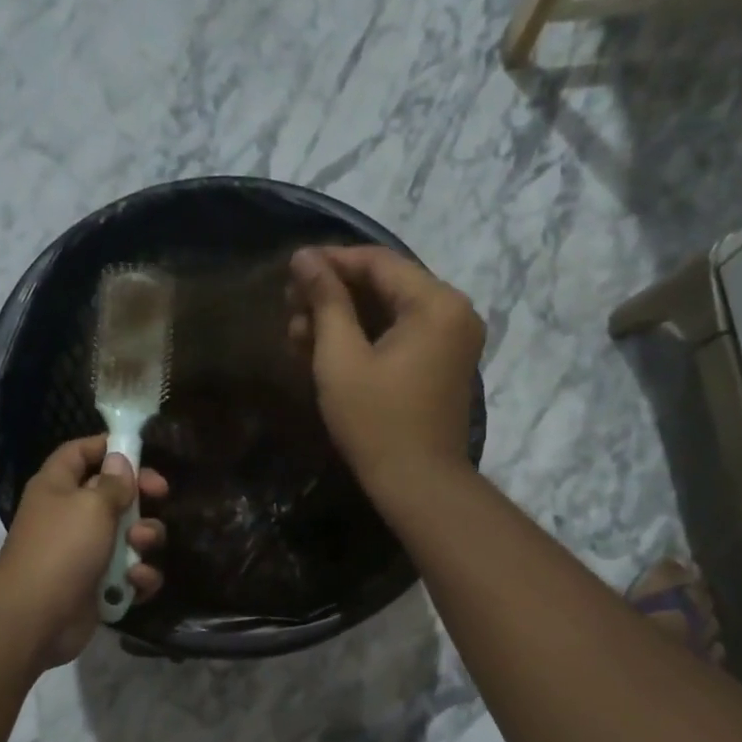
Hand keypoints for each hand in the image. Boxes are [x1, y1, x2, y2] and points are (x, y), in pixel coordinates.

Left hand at [0, 435, 167, 667]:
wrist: (36, 618)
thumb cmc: (61, 549)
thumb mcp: (91, 505)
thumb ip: (113, 483)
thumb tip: (120, 461)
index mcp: (58, 487)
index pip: (79, 452)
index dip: (107, 446)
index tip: (140, 450)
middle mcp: (70, 516)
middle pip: (113, 494)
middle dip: (140, 496)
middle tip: (161, 495)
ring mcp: (85, 553)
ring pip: (129, 535)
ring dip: (144, 538)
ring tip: (140, 546)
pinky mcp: (99, 586)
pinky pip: (130, 573)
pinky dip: (138, 576)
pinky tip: (136, 581)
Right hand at [288, 245, 483, 490]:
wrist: (417, 484)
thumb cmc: (375, 421)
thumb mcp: (341, 358)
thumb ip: (325, 301)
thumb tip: (305, 257)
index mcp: (436, 303)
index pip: (377, 262)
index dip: (330, 261)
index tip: (290, 270)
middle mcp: (452, 312)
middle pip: (385, 284)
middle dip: (333, 293)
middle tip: (288, 305)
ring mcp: (450, 339)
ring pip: (388, 311)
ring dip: (343, 318)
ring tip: (296, 332)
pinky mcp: (440, 364)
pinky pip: (399, 335)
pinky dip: (363, 338)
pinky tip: (321, 349)